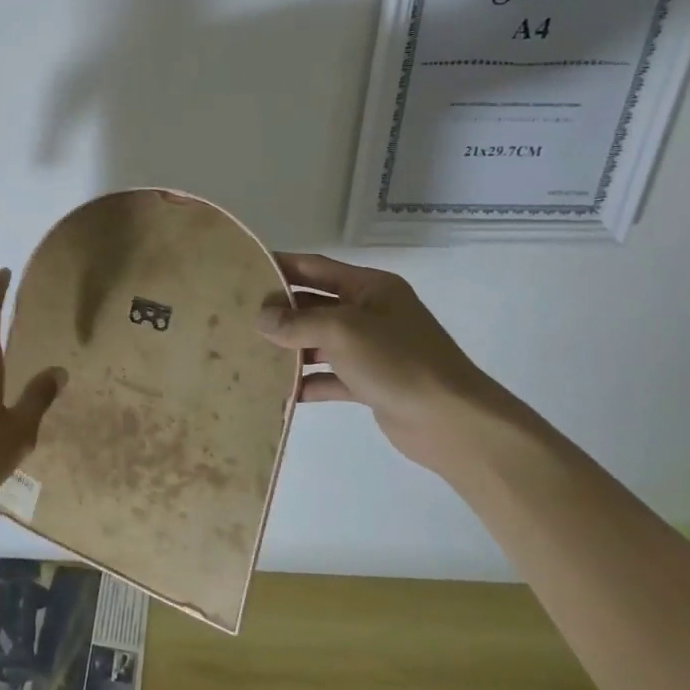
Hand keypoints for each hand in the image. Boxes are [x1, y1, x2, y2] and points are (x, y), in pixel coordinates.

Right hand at [255, 252, 514, 461]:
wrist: (451, 422)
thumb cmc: (397, 361)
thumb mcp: (341, 331)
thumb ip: (296, 322)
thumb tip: (260, 318)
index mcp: (370, 287)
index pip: (315, 267)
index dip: (280, 266)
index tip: (243, 271)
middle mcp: (370, 313)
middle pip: (315, 304)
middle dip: (280, 310)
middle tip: (237, 316)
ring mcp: (372, 349)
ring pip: (319, 341)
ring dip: (289, 347)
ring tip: (249, 351)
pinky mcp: (370, 383)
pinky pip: (329, 376)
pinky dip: (307, 382)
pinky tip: (279, 390)